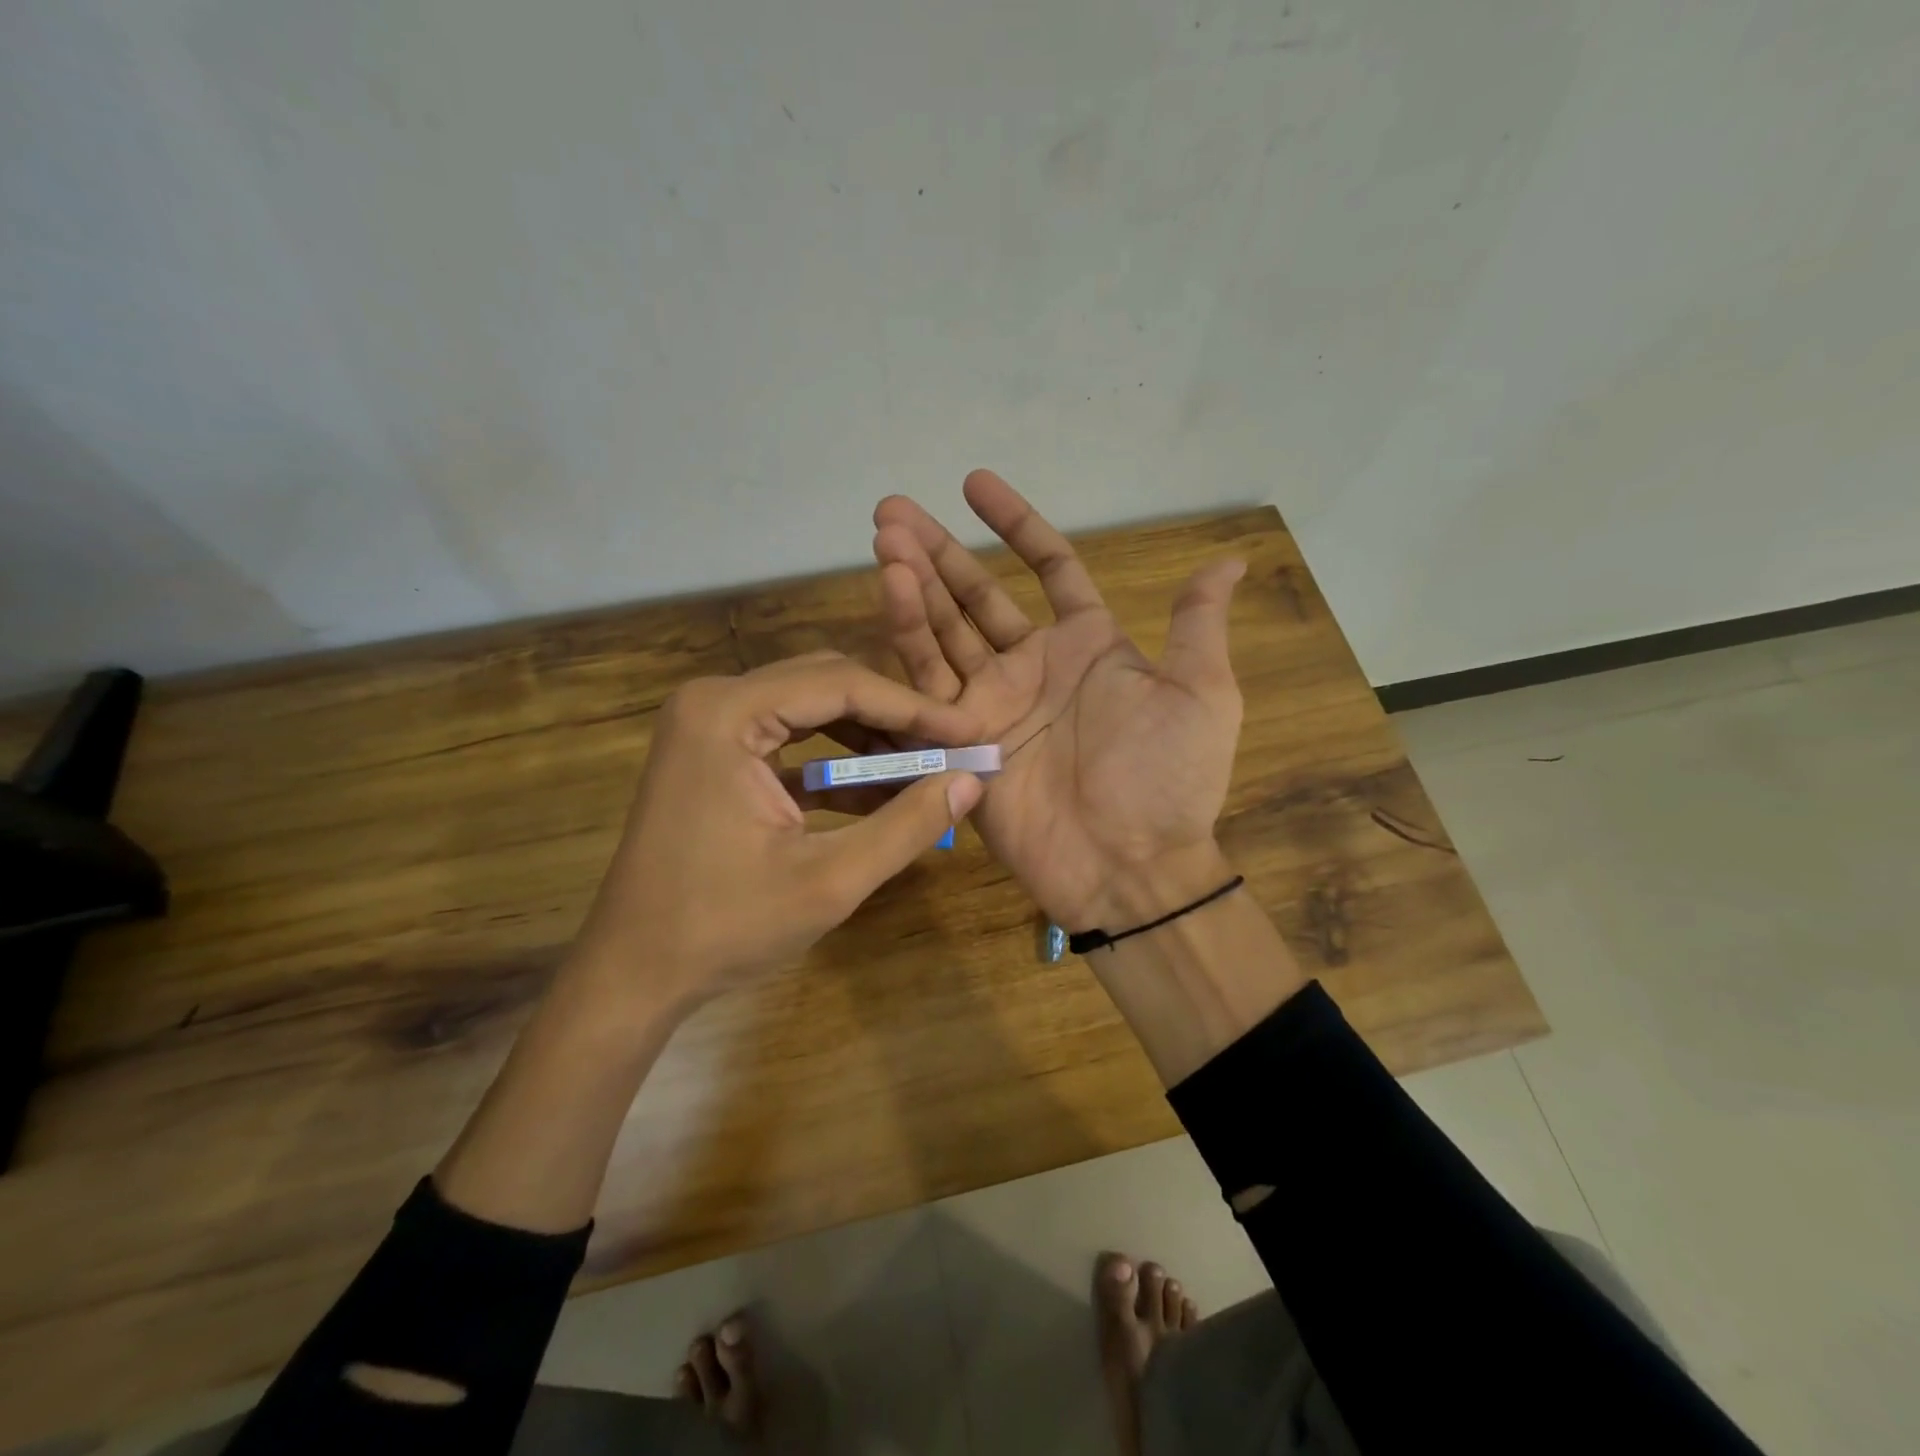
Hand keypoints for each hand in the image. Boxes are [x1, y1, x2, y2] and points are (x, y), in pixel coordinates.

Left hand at [572, 651, 983, 1010]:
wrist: (633, 974)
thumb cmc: (723, 928)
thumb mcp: (830, 880)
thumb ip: (907, 825)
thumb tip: (972, 781)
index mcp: (727, 713)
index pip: (841, 685)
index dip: (914, 708)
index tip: (971, 730)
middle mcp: (713, 700)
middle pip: (825, 685)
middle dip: (893, 717)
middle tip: (952, 748)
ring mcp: (708, 725)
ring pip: (811, 709)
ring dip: (869, 739)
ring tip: (926, 770)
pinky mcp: (712, 754)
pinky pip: (789, 740)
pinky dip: (835, 763)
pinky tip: (882, 793)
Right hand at [872, 470, 1245, 930]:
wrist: (1130, 865)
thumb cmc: (1169, 777)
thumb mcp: (1201, 694)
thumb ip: (1197, 625)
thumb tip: (1229, 562)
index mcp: (1087, 646)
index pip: (1047, 567)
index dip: (1014, 523)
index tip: (973, 483)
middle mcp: (1033, 666)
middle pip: (977, 593)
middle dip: (937, 551)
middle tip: (892, 510)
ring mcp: (993, 701)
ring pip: (944, 629)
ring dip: (913, 583)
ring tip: (883, 538)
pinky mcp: (961, 739)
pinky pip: (929, 680)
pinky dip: (908, 637)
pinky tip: (889, 591)